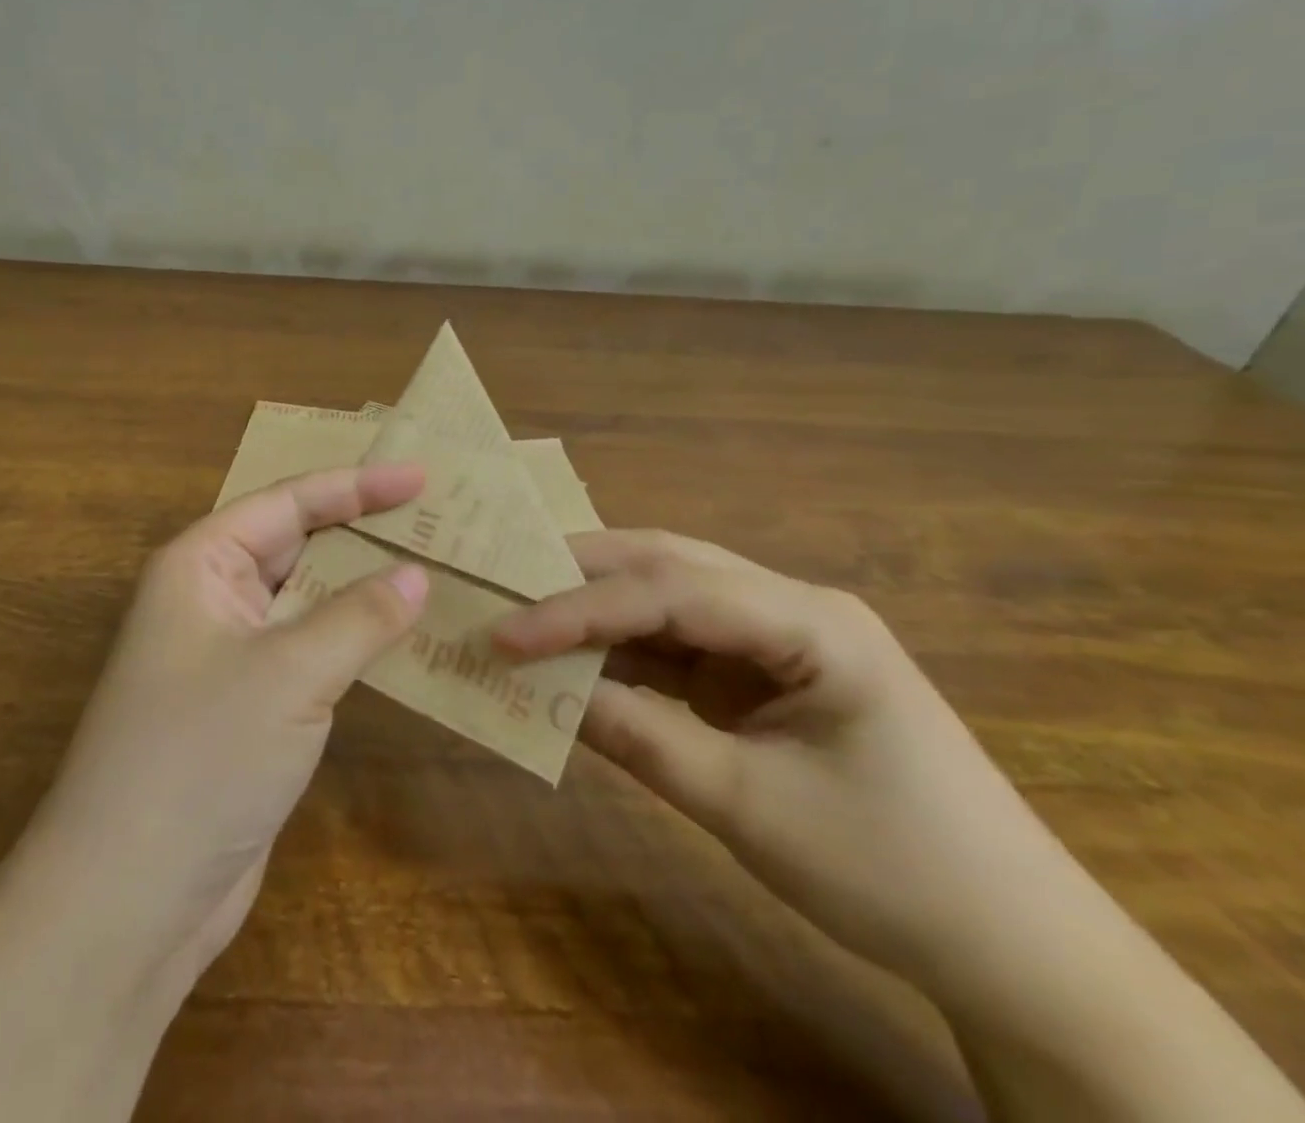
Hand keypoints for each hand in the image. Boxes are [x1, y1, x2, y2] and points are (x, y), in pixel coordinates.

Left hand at [14, 463, 429, 992]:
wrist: (128, 902)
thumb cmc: (200, 758)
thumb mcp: (289, 674)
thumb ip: (358, 617)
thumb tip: (417, 575)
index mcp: (200, 565)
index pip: (287, 502)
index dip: (355, 485)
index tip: (420, 477)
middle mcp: (210, 599)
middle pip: (296, 544)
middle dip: (361, 530)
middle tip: (435, 518)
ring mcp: (228, 655)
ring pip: (307, 600)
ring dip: (362, 586)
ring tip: (433, 567)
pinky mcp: (249, 707)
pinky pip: (309, 651)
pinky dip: (353, 639)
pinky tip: (403, 638)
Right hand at [492, 528, 1068, 985]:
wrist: (1013, 950)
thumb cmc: (893, 872)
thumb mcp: (748, 807)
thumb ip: (639, 737)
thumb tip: (542, 690)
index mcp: (811, 622)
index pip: (671, 591)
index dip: (578, 608)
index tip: (506, 633)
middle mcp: (791, 607)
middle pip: (668, 566)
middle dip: (580, 575)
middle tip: (503, 586)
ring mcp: (776, 638)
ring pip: (667, 597)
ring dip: (596, 609)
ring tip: (524, 616)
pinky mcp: (762, 674)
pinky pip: (677, 645)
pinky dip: (622, 652)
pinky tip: (576, 662)